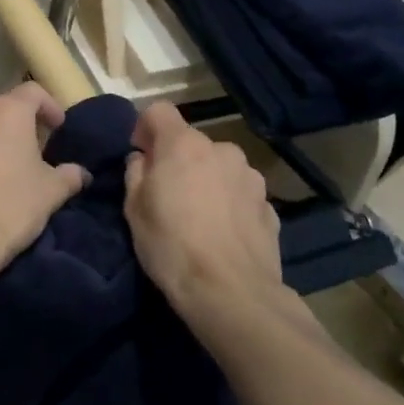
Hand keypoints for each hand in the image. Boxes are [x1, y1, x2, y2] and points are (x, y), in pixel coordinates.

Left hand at [0, 83, 88, 293]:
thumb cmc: (12, 205)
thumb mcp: (52, 192)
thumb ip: (70, 175)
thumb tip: (81, 173)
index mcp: (6, 113)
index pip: (33, 91)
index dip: (50, 105)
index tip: (60, 128)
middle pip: (5, 111)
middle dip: (24, 126)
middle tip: (40, 151)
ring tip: (14, 172)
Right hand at [124, 102, 282, 319]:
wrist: (232, 293)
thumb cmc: (171, 246)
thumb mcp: (134, 210)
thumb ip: (136, 173)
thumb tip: (142, 159)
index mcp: (184, 145)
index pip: (159, 111)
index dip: (144, 127)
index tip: (140, 155)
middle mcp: (222, 150)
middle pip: (191, 143)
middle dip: (177, 161)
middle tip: (166, 196)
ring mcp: (251, 177)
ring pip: (219, 167)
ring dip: (206, 180)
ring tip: (198, 218)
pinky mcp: (270, 206)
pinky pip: (239, 194)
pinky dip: (228, 204)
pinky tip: (221, 235)